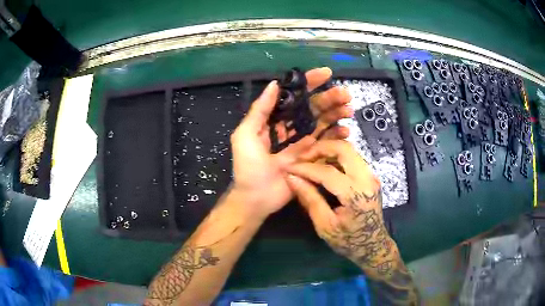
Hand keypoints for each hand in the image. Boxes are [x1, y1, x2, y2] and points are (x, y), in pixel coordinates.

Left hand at [230, 67, 351, 219]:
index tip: (326, 73)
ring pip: (323, 123)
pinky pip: (327, 144)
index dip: (309, 83)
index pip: (294, 96)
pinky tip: (346, 132)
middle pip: (313, 108)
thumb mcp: (245, 135)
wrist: (256, 198)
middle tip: (346, 94)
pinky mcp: (312, 158)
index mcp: (274, 120)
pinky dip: (337, 136)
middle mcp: (291, 128)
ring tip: (349, 110)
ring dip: (337, 114)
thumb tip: (274, 84)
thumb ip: (259, 110)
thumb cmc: (248, 166)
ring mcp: (303, 143)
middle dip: (330, 98)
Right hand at [286, 140, 399, 275]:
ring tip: (310, 160)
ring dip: (328, 150)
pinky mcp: (370, 177)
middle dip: (320, 148)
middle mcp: (367, 180)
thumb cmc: (348, 240)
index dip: (305, 168)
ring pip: (349, 150)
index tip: (289, 167)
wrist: (373, 245)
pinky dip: (335, 156)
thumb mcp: (324, 225)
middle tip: (302, 157)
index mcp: (356, 195)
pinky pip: (352, 158)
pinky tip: (323, 165)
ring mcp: (371, 176)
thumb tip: (292, 178)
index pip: (327, 172)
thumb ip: (309, 199)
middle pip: (344, 149)